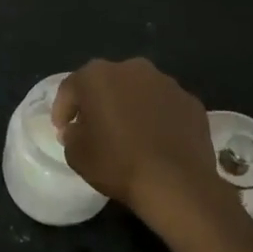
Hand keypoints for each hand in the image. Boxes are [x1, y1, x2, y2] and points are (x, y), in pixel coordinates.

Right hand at [52, 58, 229, 225]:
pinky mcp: (190, 101)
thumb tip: (78, 128)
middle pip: (107, 83)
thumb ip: (71, 134)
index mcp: (98, 76)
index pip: (71, 88)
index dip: (63, 110)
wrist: (176, 182)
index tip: (62, 130)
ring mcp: (166, 82)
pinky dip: (157, 118)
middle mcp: (132, 69)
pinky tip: (156, 141)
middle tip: (95, 128)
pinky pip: (164, 106)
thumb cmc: (117, 163)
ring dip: (130, 107)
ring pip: (138, 91)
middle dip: (98, 102)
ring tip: (129, 135)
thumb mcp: (76, 154)